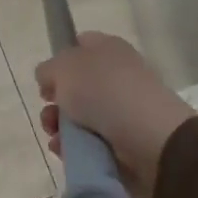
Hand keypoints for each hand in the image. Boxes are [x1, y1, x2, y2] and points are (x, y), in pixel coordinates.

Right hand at [35, 33, 195, 197]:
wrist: (151, 140)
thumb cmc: (104, 91)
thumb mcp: (64, 67)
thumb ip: (48, 69)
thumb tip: (49, 80)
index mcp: (108, 49)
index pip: (80, 45)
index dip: (60, 60)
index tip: (46, 80)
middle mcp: (118, 76)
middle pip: (76, 86)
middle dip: (55, 102)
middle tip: (49, 113)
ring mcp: (123, 110)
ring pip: (80, 117)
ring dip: (61, 128)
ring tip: (56, 138)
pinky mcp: (126, 142)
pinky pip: (91, 143)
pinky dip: (75, 148)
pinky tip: (66, 153)